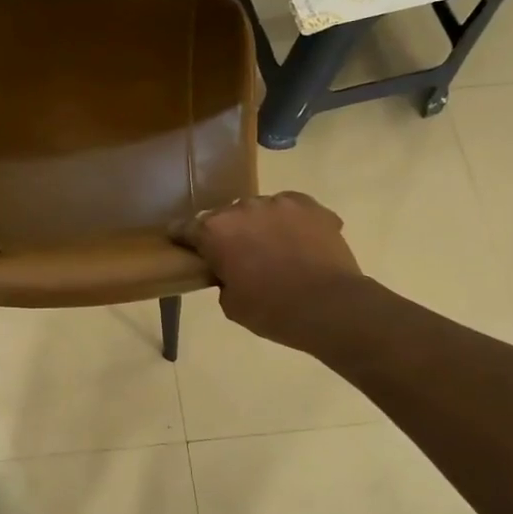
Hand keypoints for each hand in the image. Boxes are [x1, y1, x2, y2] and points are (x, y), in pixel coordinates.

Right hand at [172, 192, 364, 353]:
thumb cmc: (272, 310)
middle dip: (229, 233)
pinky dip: (292, 223)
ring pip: (261, 210)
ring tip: (275, 250)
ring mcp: (280, 203)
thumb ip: (222, 278)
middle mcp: (243, 207)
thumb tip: (231, 270)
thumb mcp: (231, 304)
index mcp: (215, 231)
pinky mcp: (311, 206)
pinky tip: (300, 242)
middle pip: (227, 217)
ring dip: (261, 226)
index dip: (182, 237)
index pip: (186, 228)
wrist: (330, 307)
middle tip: (238, 256)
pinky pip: (293, 209)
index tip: (182, 243)